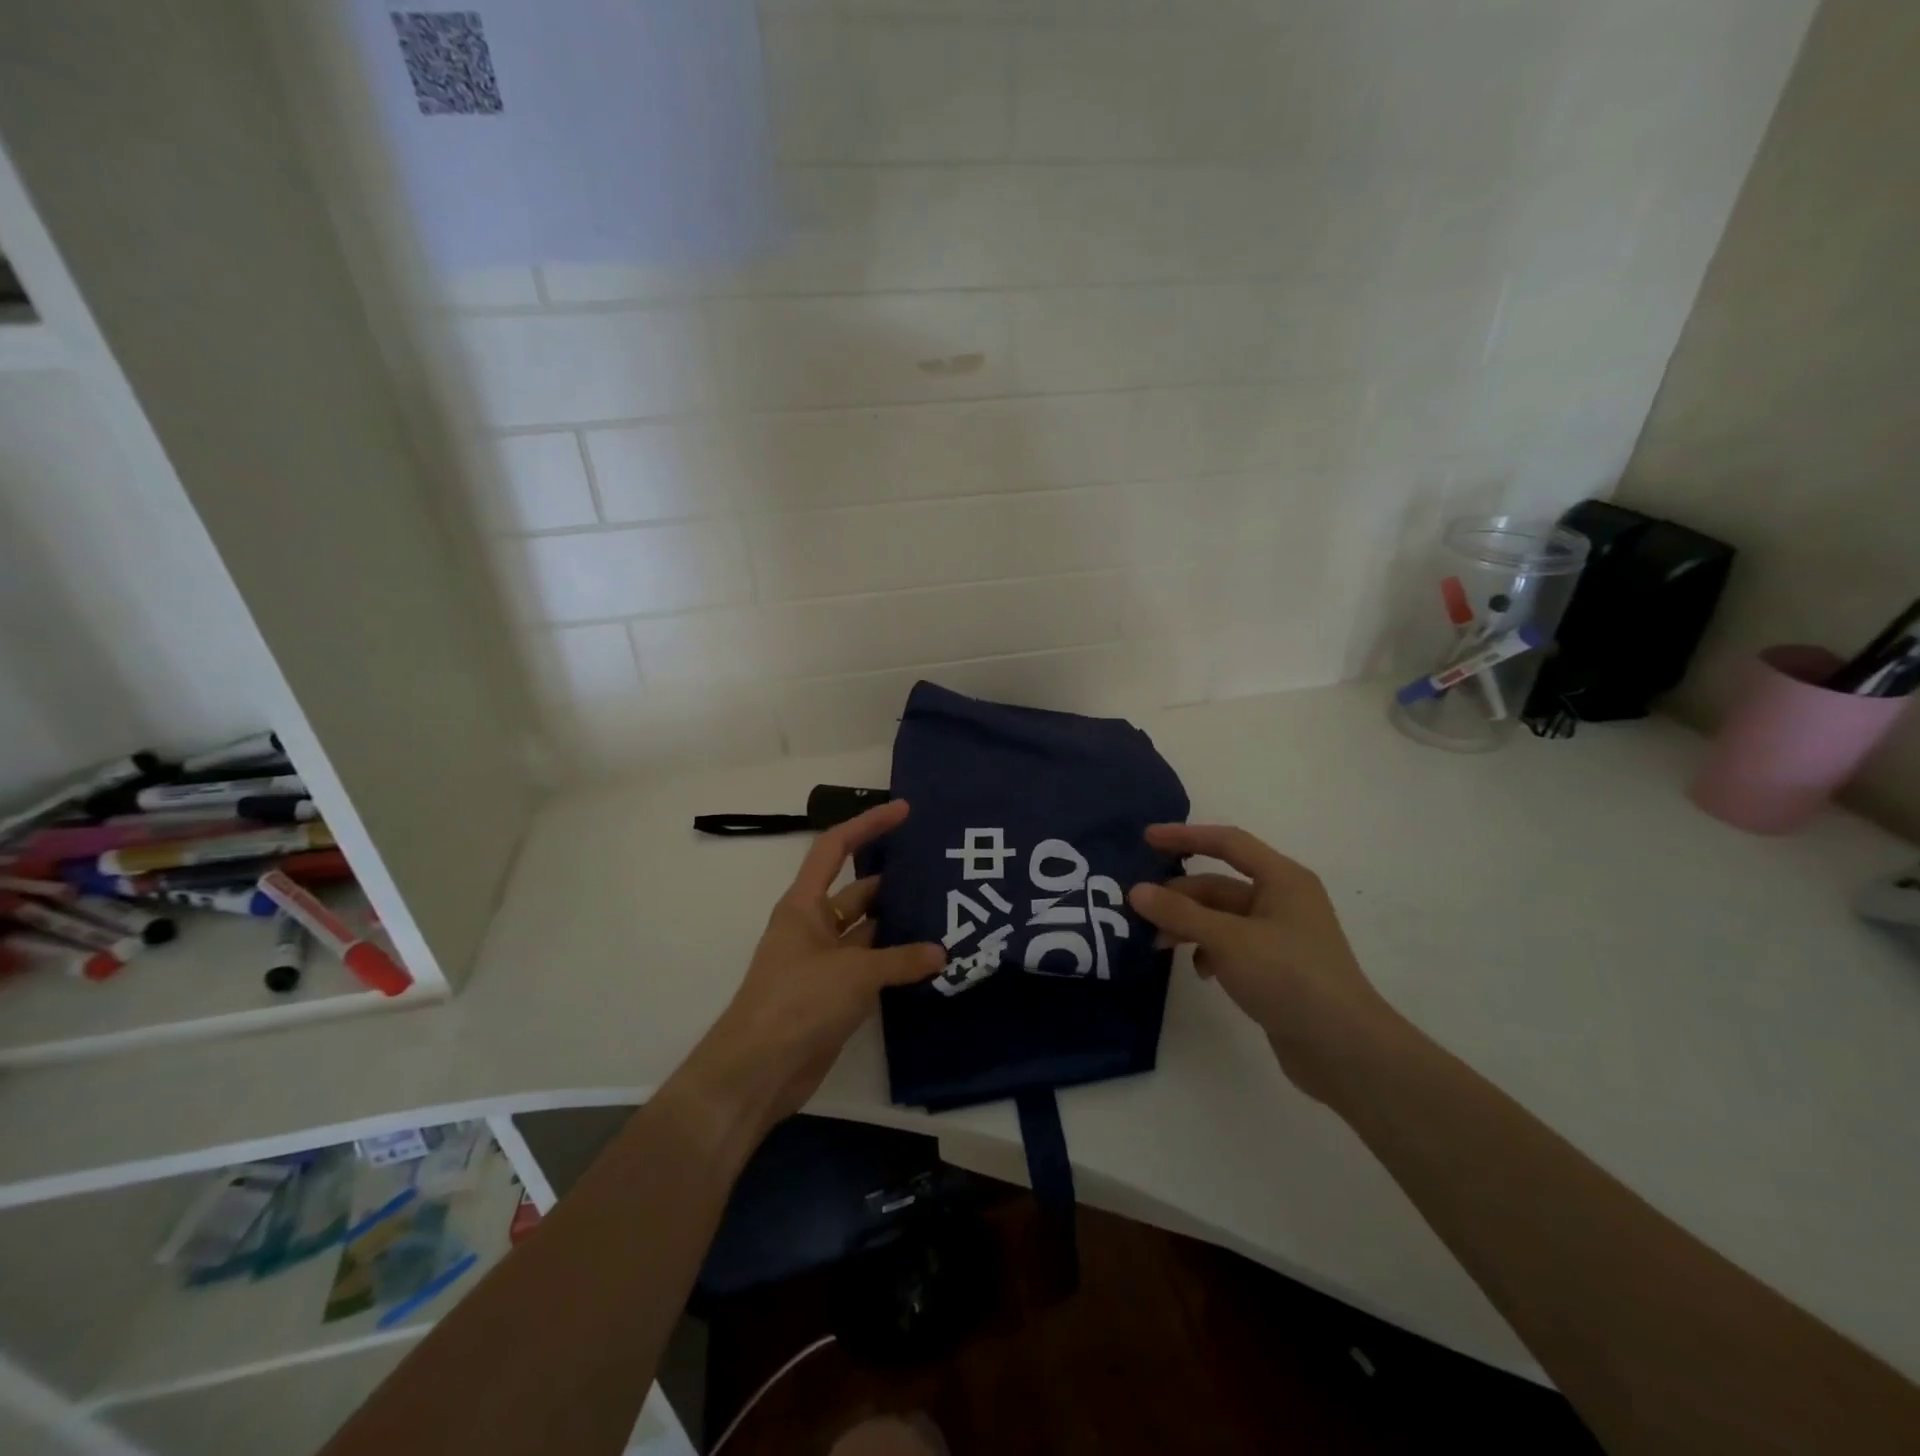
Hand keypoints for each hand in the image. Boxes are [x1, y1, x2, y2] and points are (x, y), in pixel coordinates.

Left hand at [675, 801, 943, 1139]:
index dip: (868, 824)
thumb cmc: (798, 1002)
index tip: (903, 810)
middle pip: (858, 891)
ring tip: (946, 914)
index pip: (835, 848)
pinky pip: (871, 966)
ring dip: (900, 926)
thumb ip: (901, 961)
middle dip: (895, 881)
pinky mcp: (834, 994)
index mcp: (805, 905)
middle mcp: (814, 926)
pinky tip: (931, 961)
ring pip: (868, 931)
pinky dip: (897, 963)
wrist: (759, 1071)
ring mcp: (824, 962)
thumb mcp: (854, 973)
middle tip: (940, 873)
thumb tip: (941, 953)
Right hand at [1129, 824, 1400, 1103]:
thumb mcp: (1228, 940)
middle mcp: (1283, 900)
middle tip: (1139, 911)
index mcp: (1282, 879)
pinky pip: (1231, 946)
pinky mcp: (1276, 967)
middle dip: (1179, 896)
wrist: (1344, 1049)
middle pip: (1219, 885)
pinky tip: (1200, 972)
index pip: (1228, 843)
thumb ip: (1180, 913)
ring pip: (1221, 918)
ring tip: (1158, 945)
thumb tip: (1136, 891)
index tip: (1146, 838)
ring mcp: (1280, 935)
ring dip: (1189, 927)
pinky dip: (1209, 952)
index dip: (1185, 837)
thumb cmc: (1289, 977)